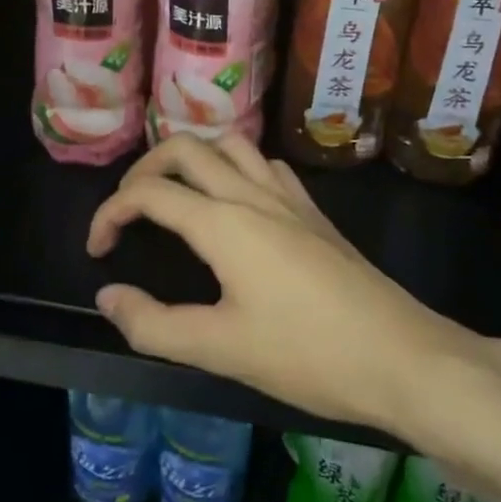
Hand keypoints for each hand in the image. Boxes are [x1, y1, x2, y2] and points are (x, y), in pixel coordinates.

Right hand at [87, 134, 492, 433]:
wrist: (403, 357)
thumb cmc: (308, 355)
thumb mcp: (221, 349)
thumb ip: (154, 324)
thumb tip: (108, 296)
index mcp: (223, 222)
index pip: (148, 193)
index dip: (110, 213)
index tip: (96, 251)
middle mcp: (252, 193)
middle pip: (185, 148)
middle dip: (144, 169)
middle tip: (128, 210)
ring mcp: (288, 197)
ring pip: (229, 144)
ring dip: (192, 157)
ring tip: (175, 193)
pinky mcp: (313, 211)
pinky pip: (265, 164)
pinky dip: (235, 167)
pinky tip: (237, 201)